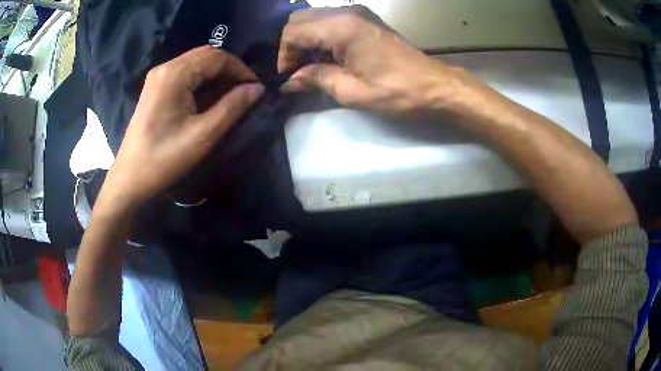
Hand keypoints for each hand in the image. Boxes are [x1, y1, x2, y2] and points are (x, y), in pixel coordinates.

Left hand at [97, 46, 263, 212]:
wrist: (131, 177)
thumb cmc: (165, 158)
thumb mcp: (203, 134)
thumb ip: (232, 107)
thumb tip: (257, 88)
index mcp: (175, 74)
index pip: (216, 57)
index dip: (240, 69)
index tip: (255, 88)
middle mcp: (165, 67)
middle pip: (205, 54)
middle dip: (229, 69)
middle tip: (245, 90)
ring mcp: (158, 76)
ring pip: (195, 62)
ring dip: (216, 73)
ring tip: (230, 93)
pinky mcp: (155, 87)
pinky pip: (185, 72)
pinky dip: (202, 79)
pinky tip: (208, 96)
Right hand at [279, 5, 461, 114]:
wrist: (434, 85)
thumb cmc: (396, 91)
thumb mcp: (351, 90)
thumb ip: (315, 79)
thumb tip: (289, 82)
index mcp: (341, 27)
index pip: (293, 32)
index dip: (284, 55)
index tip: (289, 77)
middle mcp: (346, 12)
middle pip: (300, 19)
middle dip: (292, 45)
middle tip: (298, 71)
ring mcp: (357, 13)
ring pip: (313, 18)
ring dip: (305, 40)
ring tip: (311, 67)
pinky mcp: (365, 19)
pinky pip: (330, 21)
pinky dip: (320, 37)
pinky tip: (326, 57)